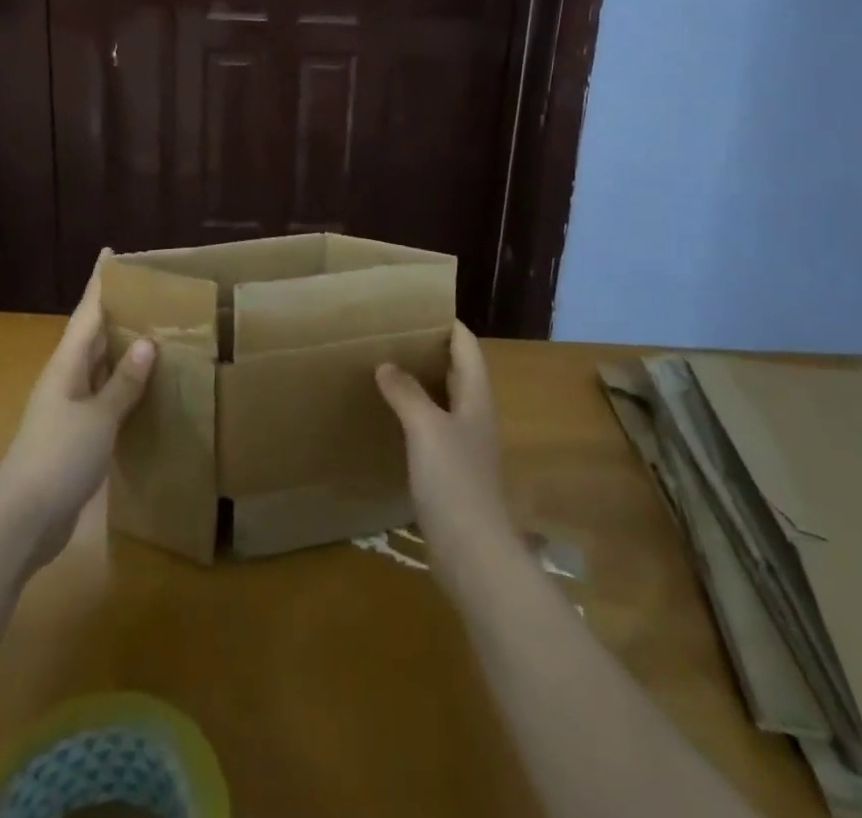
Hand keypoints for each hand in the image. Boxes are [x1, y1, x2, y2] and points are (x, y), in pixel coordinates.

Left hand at [0, 256, 156, 572]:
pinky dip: (124, 386)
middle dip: (115, 312)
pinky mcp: (75, 435)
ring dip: (122, 349)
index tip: (110, 253)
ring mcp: (68, 408)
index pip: (86, 313)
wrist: (22, 521)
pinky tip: (145, 389)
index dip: (99, 284)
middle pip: (92, 336)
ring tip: (155, 331)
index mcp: (66, 366)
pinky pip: (104, 397)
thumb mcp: (98, 417)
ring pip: (99, 367)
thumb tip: (146, 342)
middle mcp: (66, 379)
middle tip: (149, 291)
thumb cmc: (58, 457)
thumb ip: (123, 382)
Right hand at [376, 322, 516, 596]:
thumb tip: (386, 364)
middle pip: (457, 370)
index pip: (466, 346)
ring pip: (444, 398)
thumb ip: (406, 393)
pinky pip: (433, 427)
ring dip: (421, 381)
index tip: (416, 308)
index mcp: (475, 397)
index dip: (447, 324)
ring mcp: (465, 444)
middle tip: (393, 334)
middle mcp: (474, 415)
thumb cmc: (454, 482)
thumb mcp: (426, 428)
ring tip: (386, 366)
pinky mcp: (452, 471)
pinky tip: (390, 417)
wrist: (473, 553)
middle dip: (430, 349)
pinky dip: (415, 413)